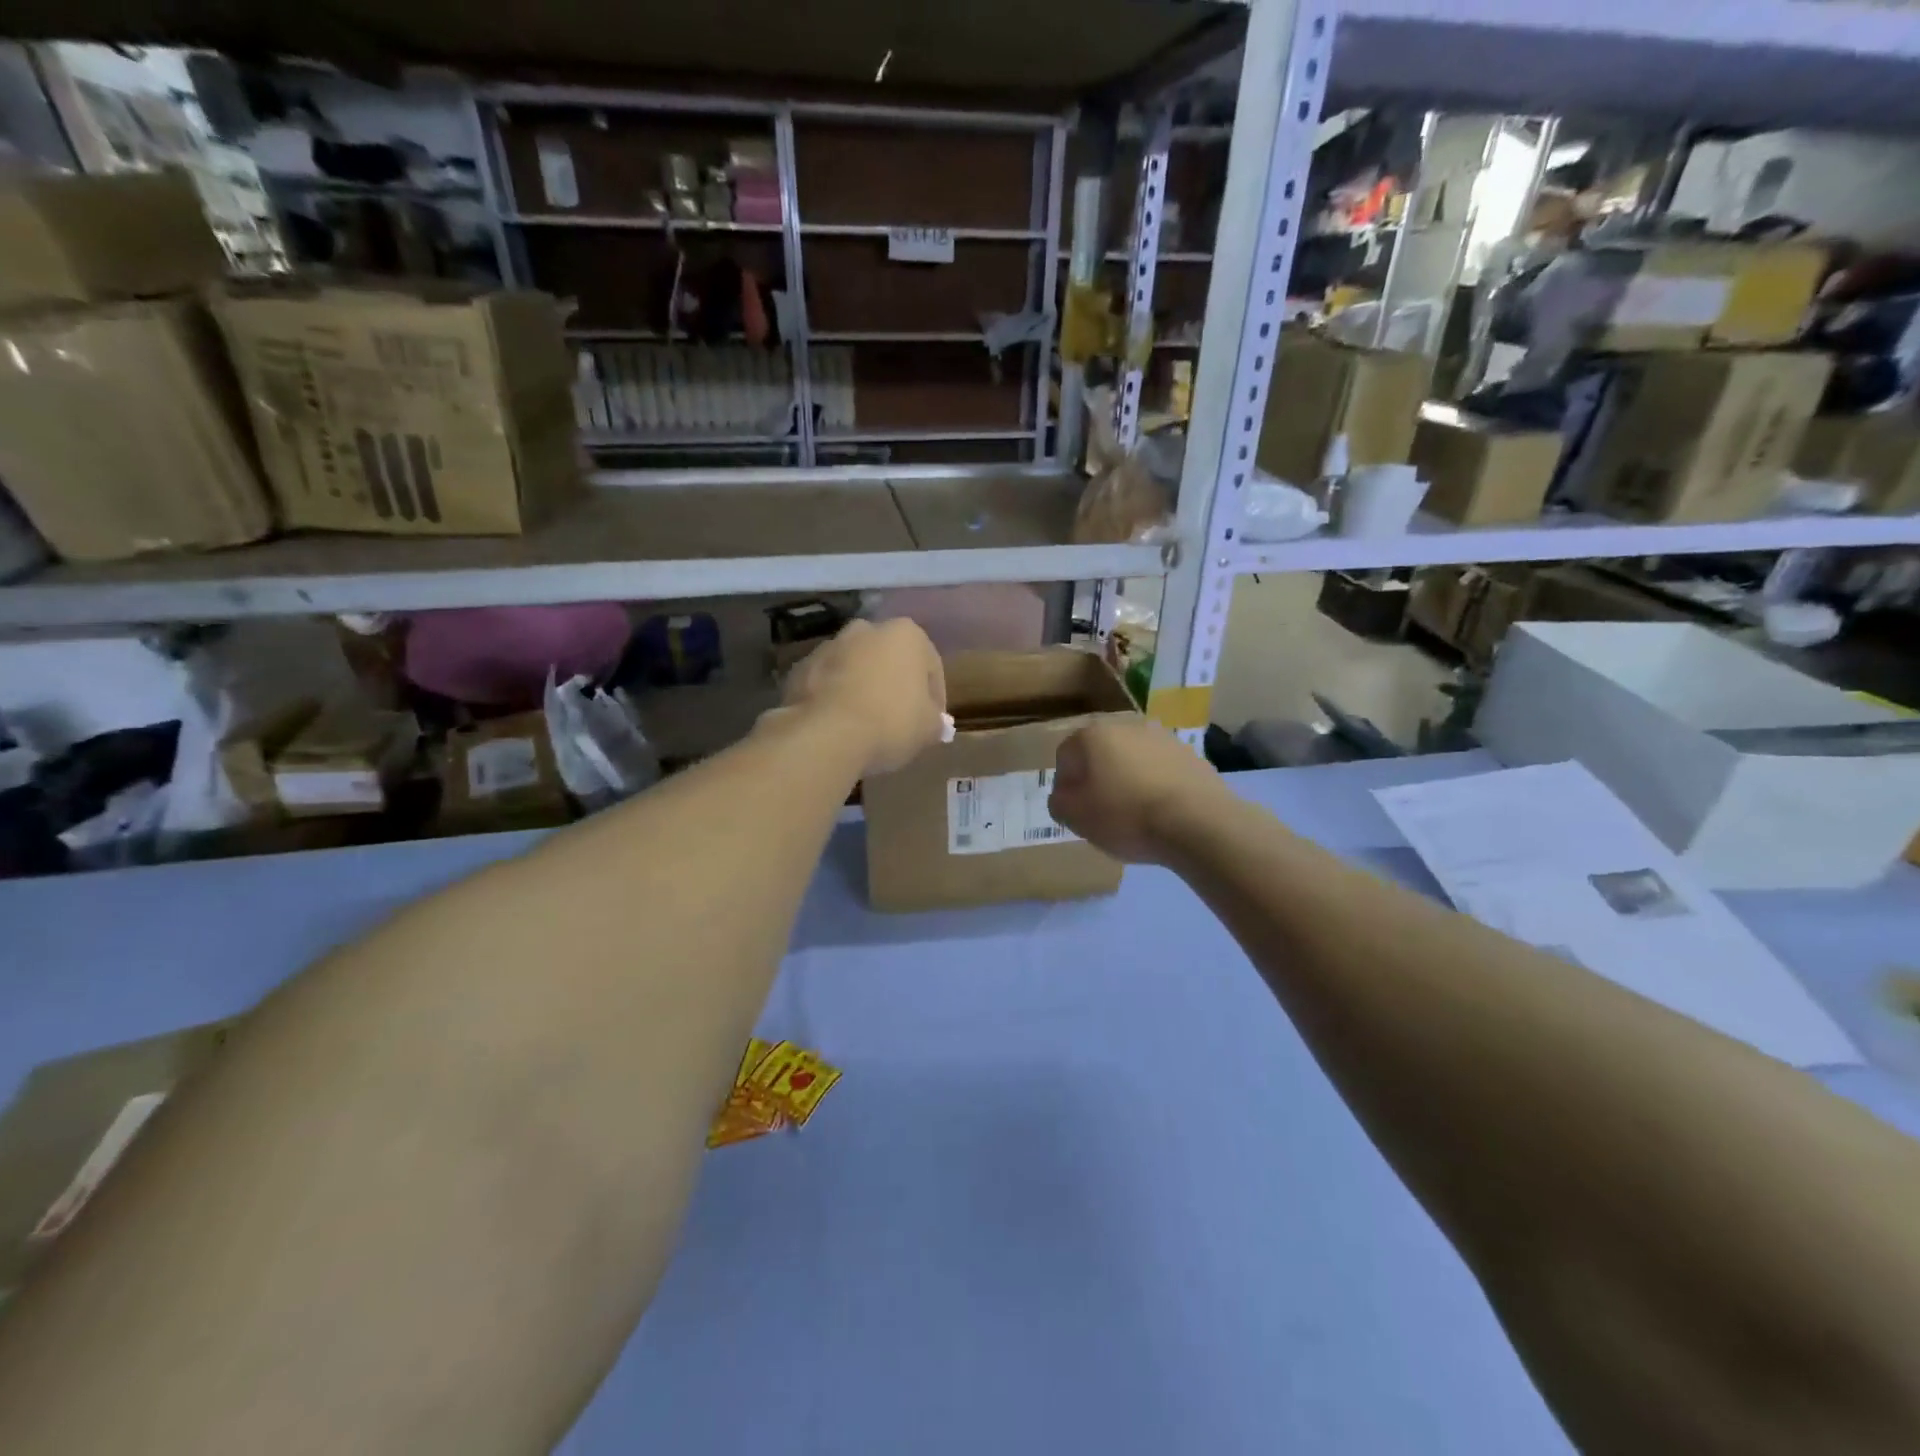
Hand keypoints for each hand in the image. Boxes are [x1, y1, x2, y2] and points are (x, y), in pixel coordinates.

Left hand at [783, 619, 945, 775]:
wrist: (825, 734)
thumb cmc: (890, 722)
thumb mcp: (928, 728)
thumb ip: (935, 720)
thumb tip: (934, 723)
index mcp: (906, 634)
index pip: (930, 666)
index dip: (935, 698)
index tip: (931, 723)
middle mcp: (866, 629)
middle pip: (889, 660)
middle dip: (895, 685)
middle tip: (899, 720)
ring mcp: (829, 646)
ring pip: (856, 668)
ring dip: (863, 689)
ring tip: (866, 725)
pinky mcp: (800, 668)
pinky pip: (827, 683)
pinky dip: (835, 698)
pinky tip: (839, 726)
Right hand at [1048, 716, 1230, 863]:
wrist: (1197, 822)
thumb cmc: (1126, 816)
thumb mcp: (1076, 817)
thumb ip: (1059, 802)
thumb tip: (1064, 795)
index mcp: (1093, 735)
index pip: (1065, 756)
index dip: (1065, 786)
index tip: (1075, 811)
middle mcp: (1126, 725)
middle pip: (1100, 753)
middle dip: (1097, 779)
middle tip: (1102, 812)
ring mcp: (1163, 737)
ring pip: (1132, 760)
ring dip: (1128, 780)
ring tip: (1135, 814)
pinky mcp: (1191, 754)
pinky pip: (1161, 770)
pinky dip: (1156, 785)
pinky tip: (1161, 812)